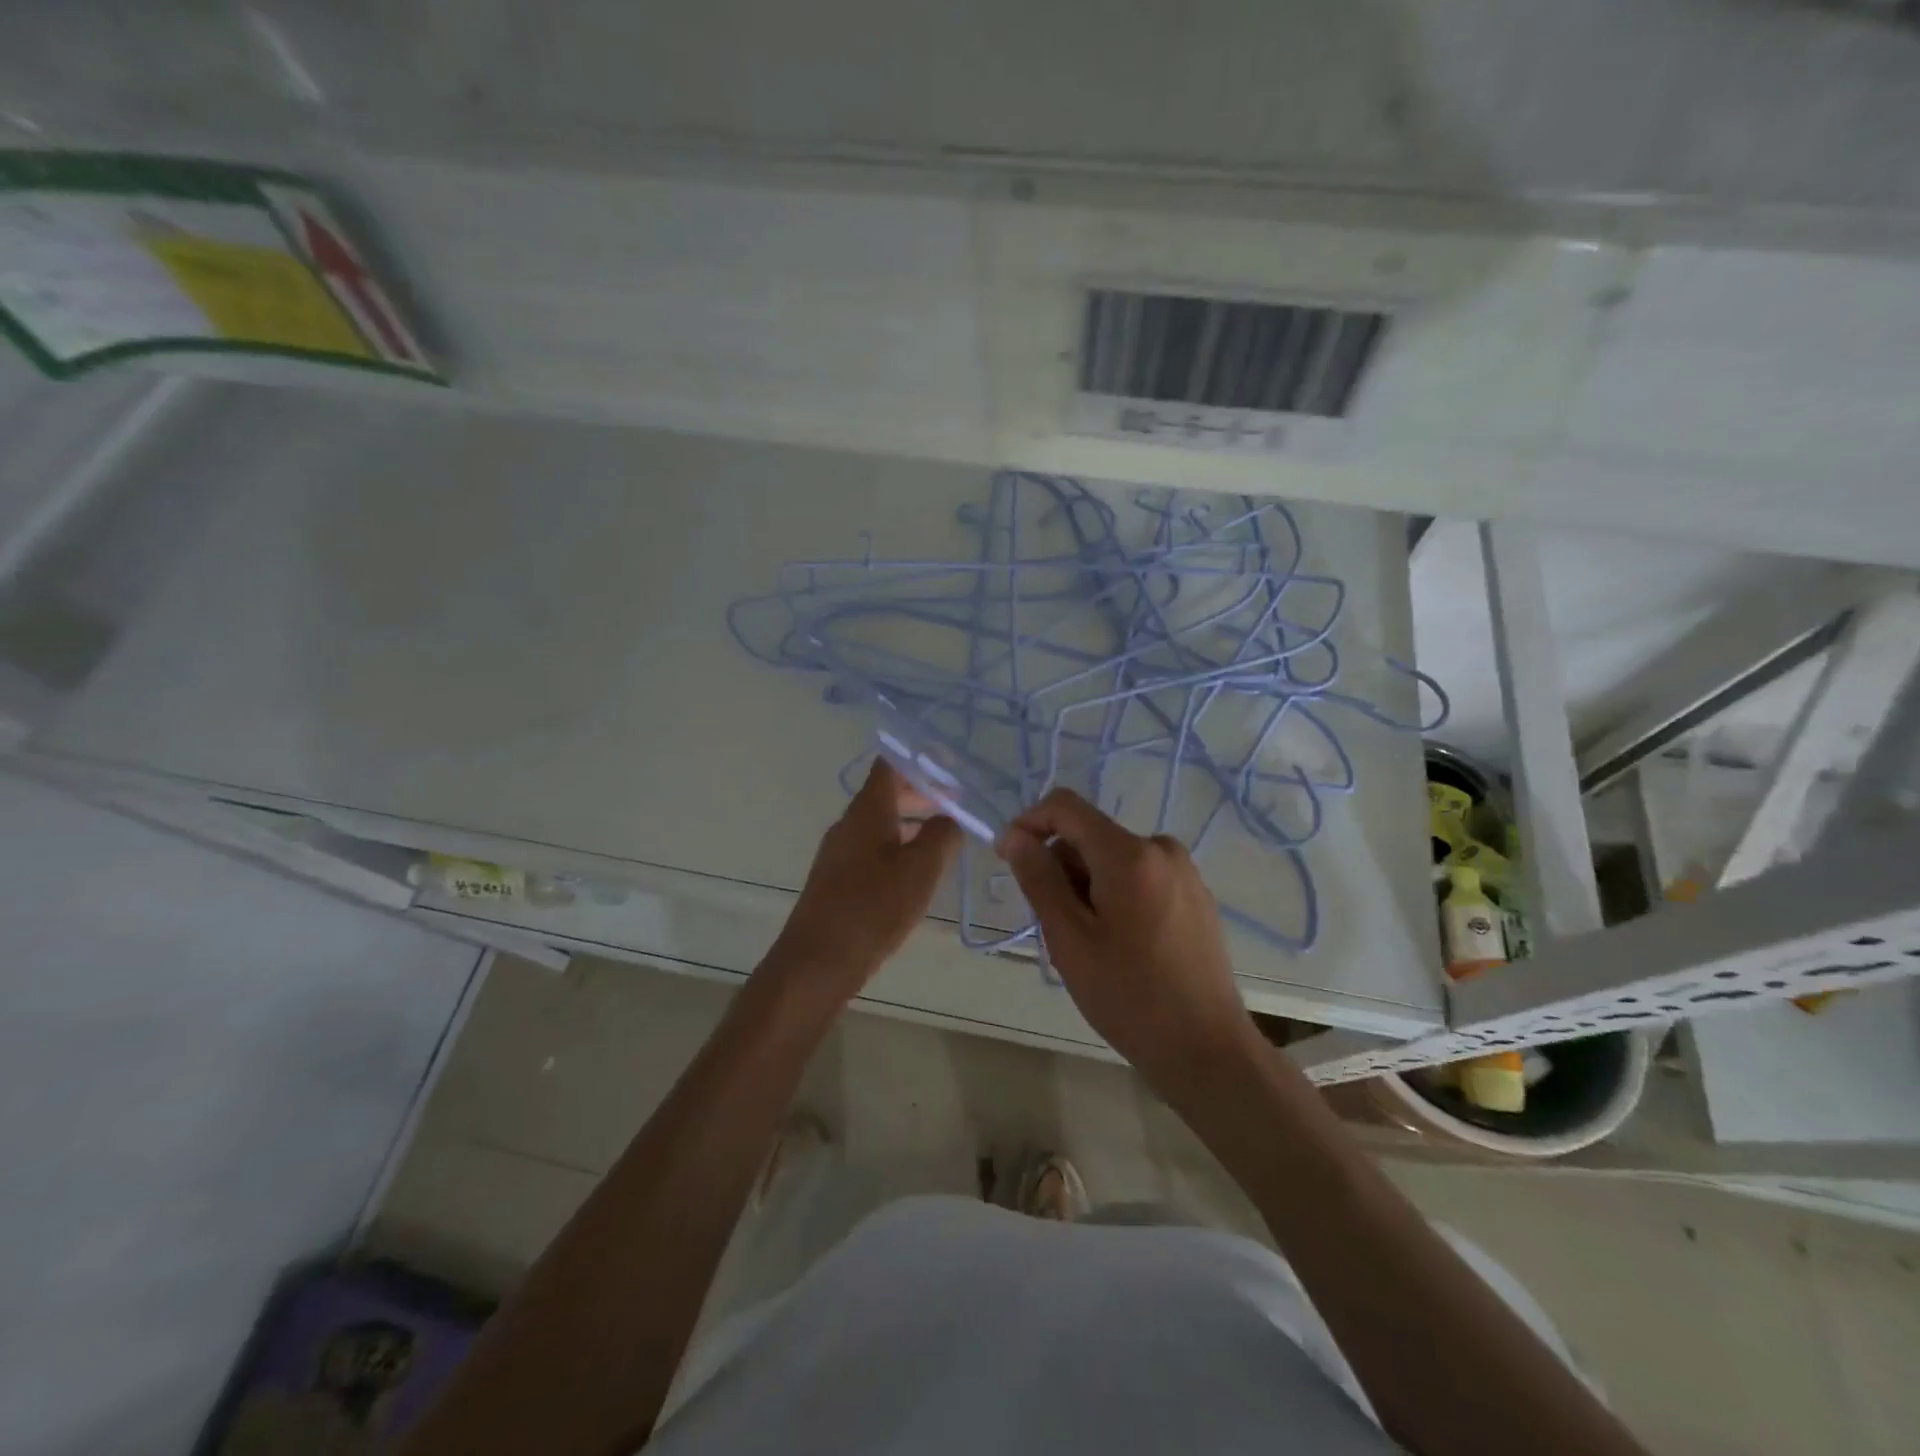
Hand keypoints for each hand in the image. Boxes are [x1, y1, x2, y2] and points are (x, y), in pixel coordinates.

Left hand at [764, 758, 961, 1005]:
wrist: (817, 962)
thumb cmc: (872, 909)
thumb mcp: (920, 871)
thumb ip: (941, 837)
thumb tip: (950, 818)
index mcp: (867, 812)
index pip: (890, 766)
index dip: (920, 759)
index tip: (951, 764)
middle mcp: (849, 824)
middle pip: (887, 794)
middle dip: (923, 794)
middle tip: (959, 803)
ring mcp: (840, 852)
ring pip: (881, 823)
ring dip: (913, 823)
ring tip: (946, 836)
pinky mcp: (838, 879)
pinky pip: (873, 848)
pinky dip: (899, 846)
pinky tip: (918, 870)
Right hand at [997, 789, 1259, 1089]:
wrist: (1206, 1049)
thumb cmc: (1129, 996)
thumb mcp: (1069, 938)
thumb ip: (1038, 878)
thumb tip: (1014, 835)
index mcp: (1130, 853)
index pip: (1066, 806)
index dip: (1029, 823)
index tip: (1008, 859)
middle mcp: (1161, 848)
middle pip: (1090, 835)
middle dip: (1060, 868)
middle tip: (1054, 926)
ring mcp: (1184, 871)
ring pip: (1112, 859)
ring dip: (1086, 886)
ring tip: (1087, 944)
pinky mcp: (1195, 895)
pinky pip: (1139, 876)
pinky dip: (1115, 895)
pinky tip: (1120, 946)